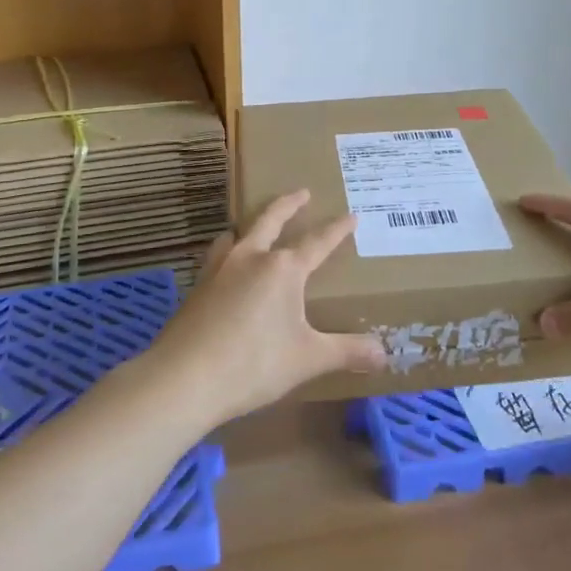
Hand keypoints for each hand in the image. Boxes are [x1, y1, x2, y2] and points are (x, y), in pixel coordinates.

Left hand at [145, 190, 386, 425]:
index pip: (317, 242)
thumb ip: (346, 352)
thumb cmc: (254, 364)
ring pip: (237, 233)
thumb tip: (385, 353)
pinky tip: (226, 265)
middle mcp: (250, 258)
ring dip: (250, 224)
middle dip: (289, 204)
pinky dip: (228, 250)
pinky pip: (217, 255)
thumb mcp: (307, 359)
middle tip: (302, 192)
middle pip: (271, 219)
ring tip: (254, 226)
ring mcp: (219, 268)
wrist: (184, 378)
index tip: (351, 215)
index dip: (337, 230)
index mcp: (282, 269)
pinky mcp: (197, 286)